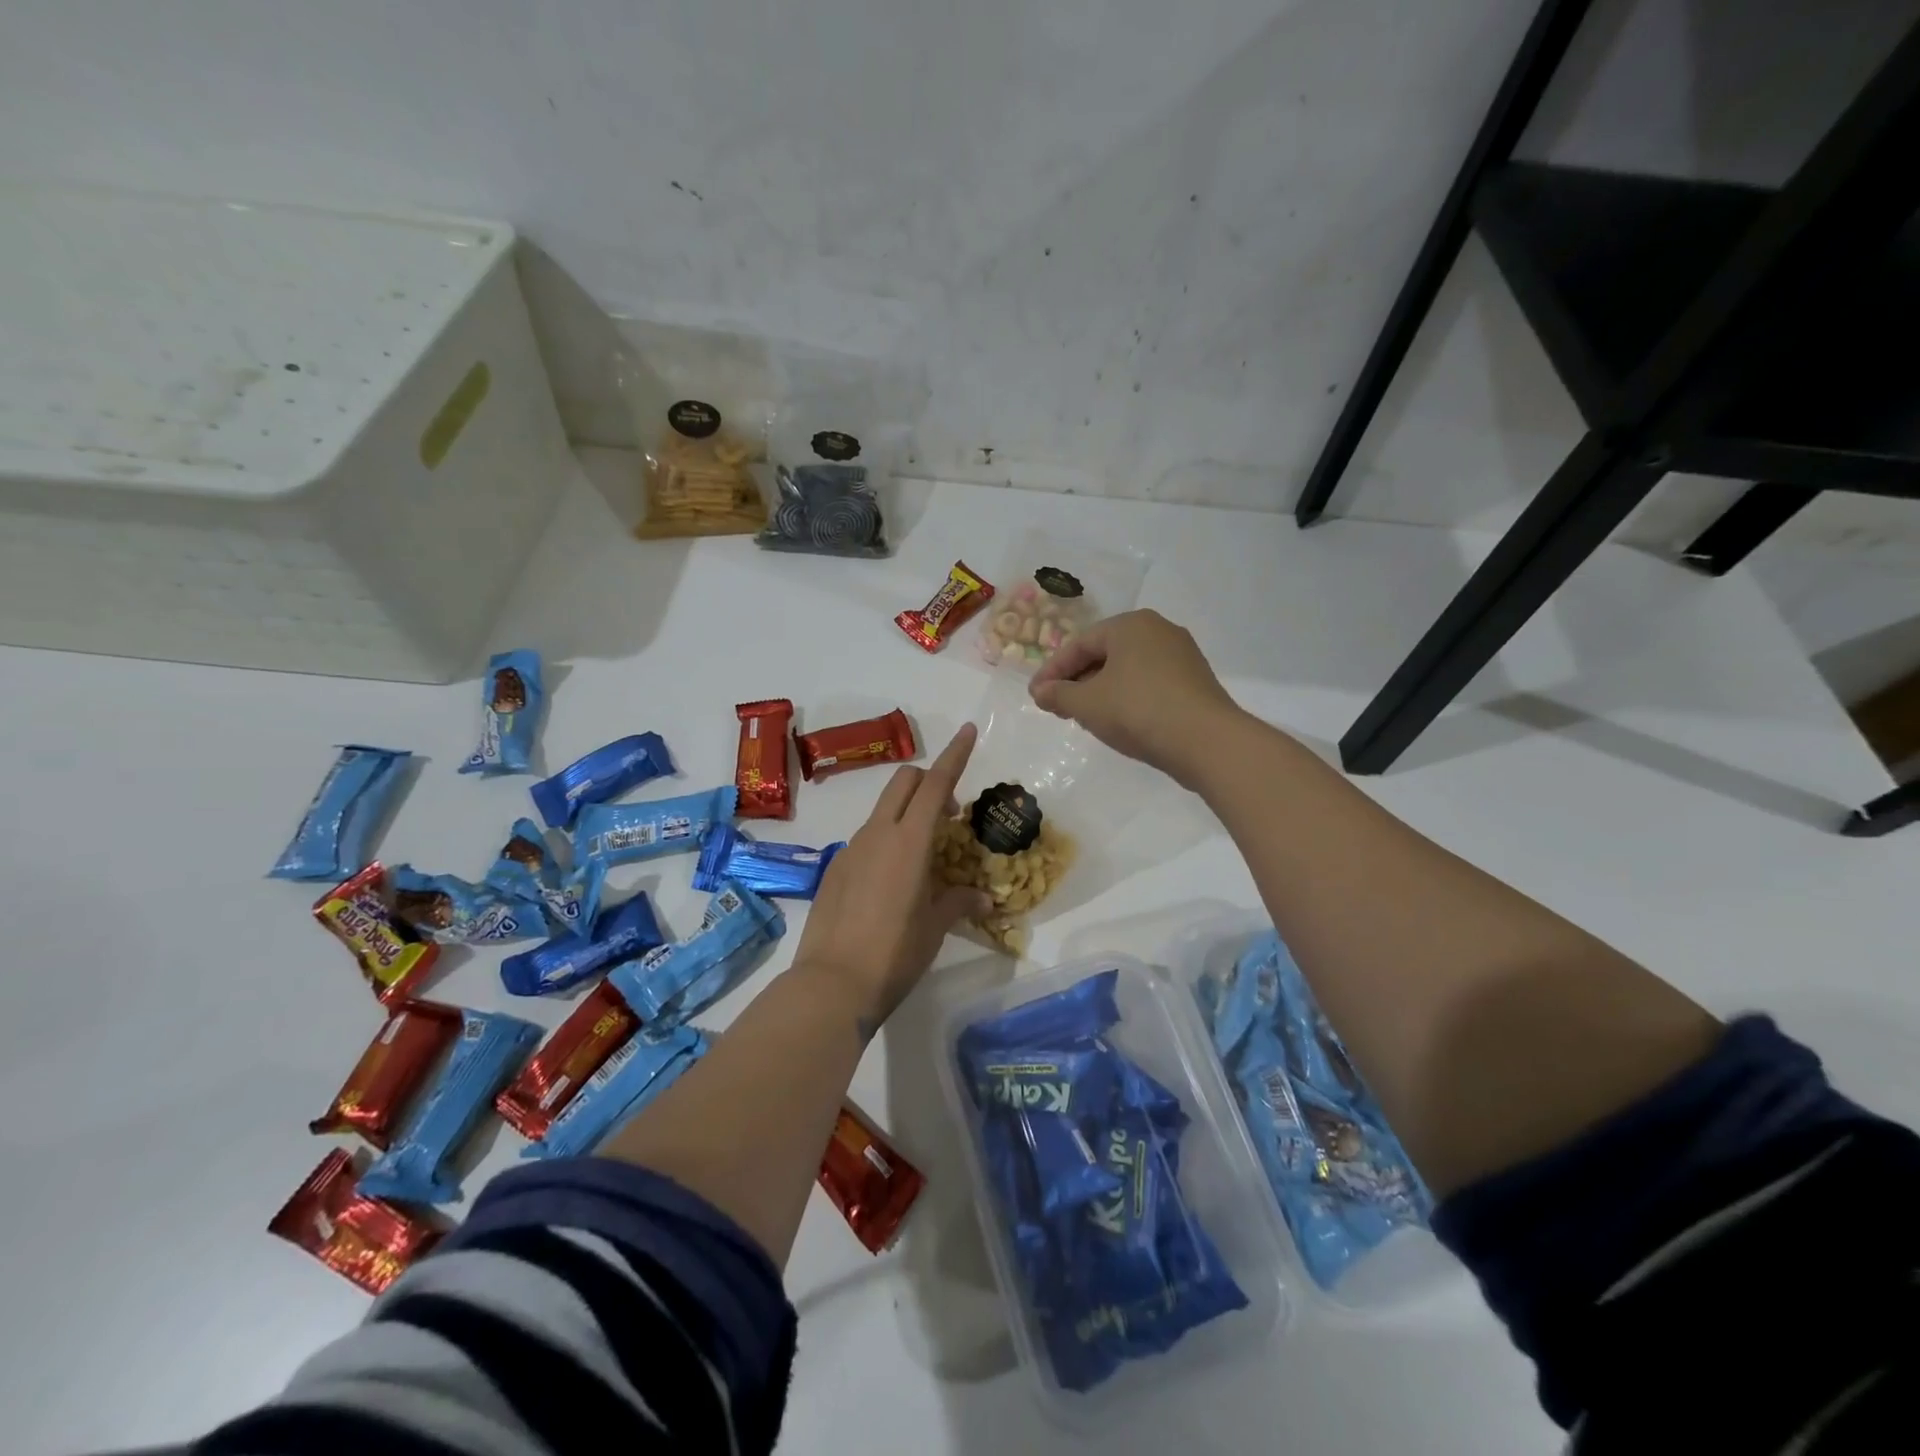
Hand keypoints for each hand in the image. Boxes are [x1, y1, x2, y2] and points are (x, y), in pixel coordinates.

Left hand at [789, 724, 992, 1035]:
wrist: (831, 984)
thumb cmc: (894, 954)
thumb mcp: (934, 928)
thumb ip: (958, 902)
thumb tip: (982, 898)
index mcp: (909, 842)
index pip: (936, 784)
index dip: (954, 755)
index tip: (967, 730)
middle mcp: (877, 834)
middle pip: (904, 782)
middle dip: (930, 781)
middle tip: (950, 815)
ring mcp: (851, 850)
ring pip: (883, 810)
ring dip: (907, 814)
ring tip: (924, 857)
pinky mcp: (835, 869)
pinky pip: (866, 839)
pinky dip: (887, 840)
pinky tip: (893, 883)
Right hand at [1029, 609, 1241, 786]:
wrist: (1206, 741)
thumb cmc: (1138, 710)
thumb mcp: (1087, 704)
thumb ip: (1058, 694)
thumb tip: (1040, 691)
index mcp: (1130, 625)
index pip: (1079, 644)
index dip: (1052, 671)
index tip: (1036, 696)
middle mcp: (1158, 630)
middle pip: (1104, 654)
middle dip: (1077, 680)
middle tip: (1058, 706)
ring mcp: (1181, 655)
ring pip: (1127, 669)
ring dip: (1101, 690)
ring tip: (1085, 716)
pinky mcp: (1195, 681)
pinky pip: (1149, 683)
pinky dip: (1127, 697)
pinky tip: (1119, 720)